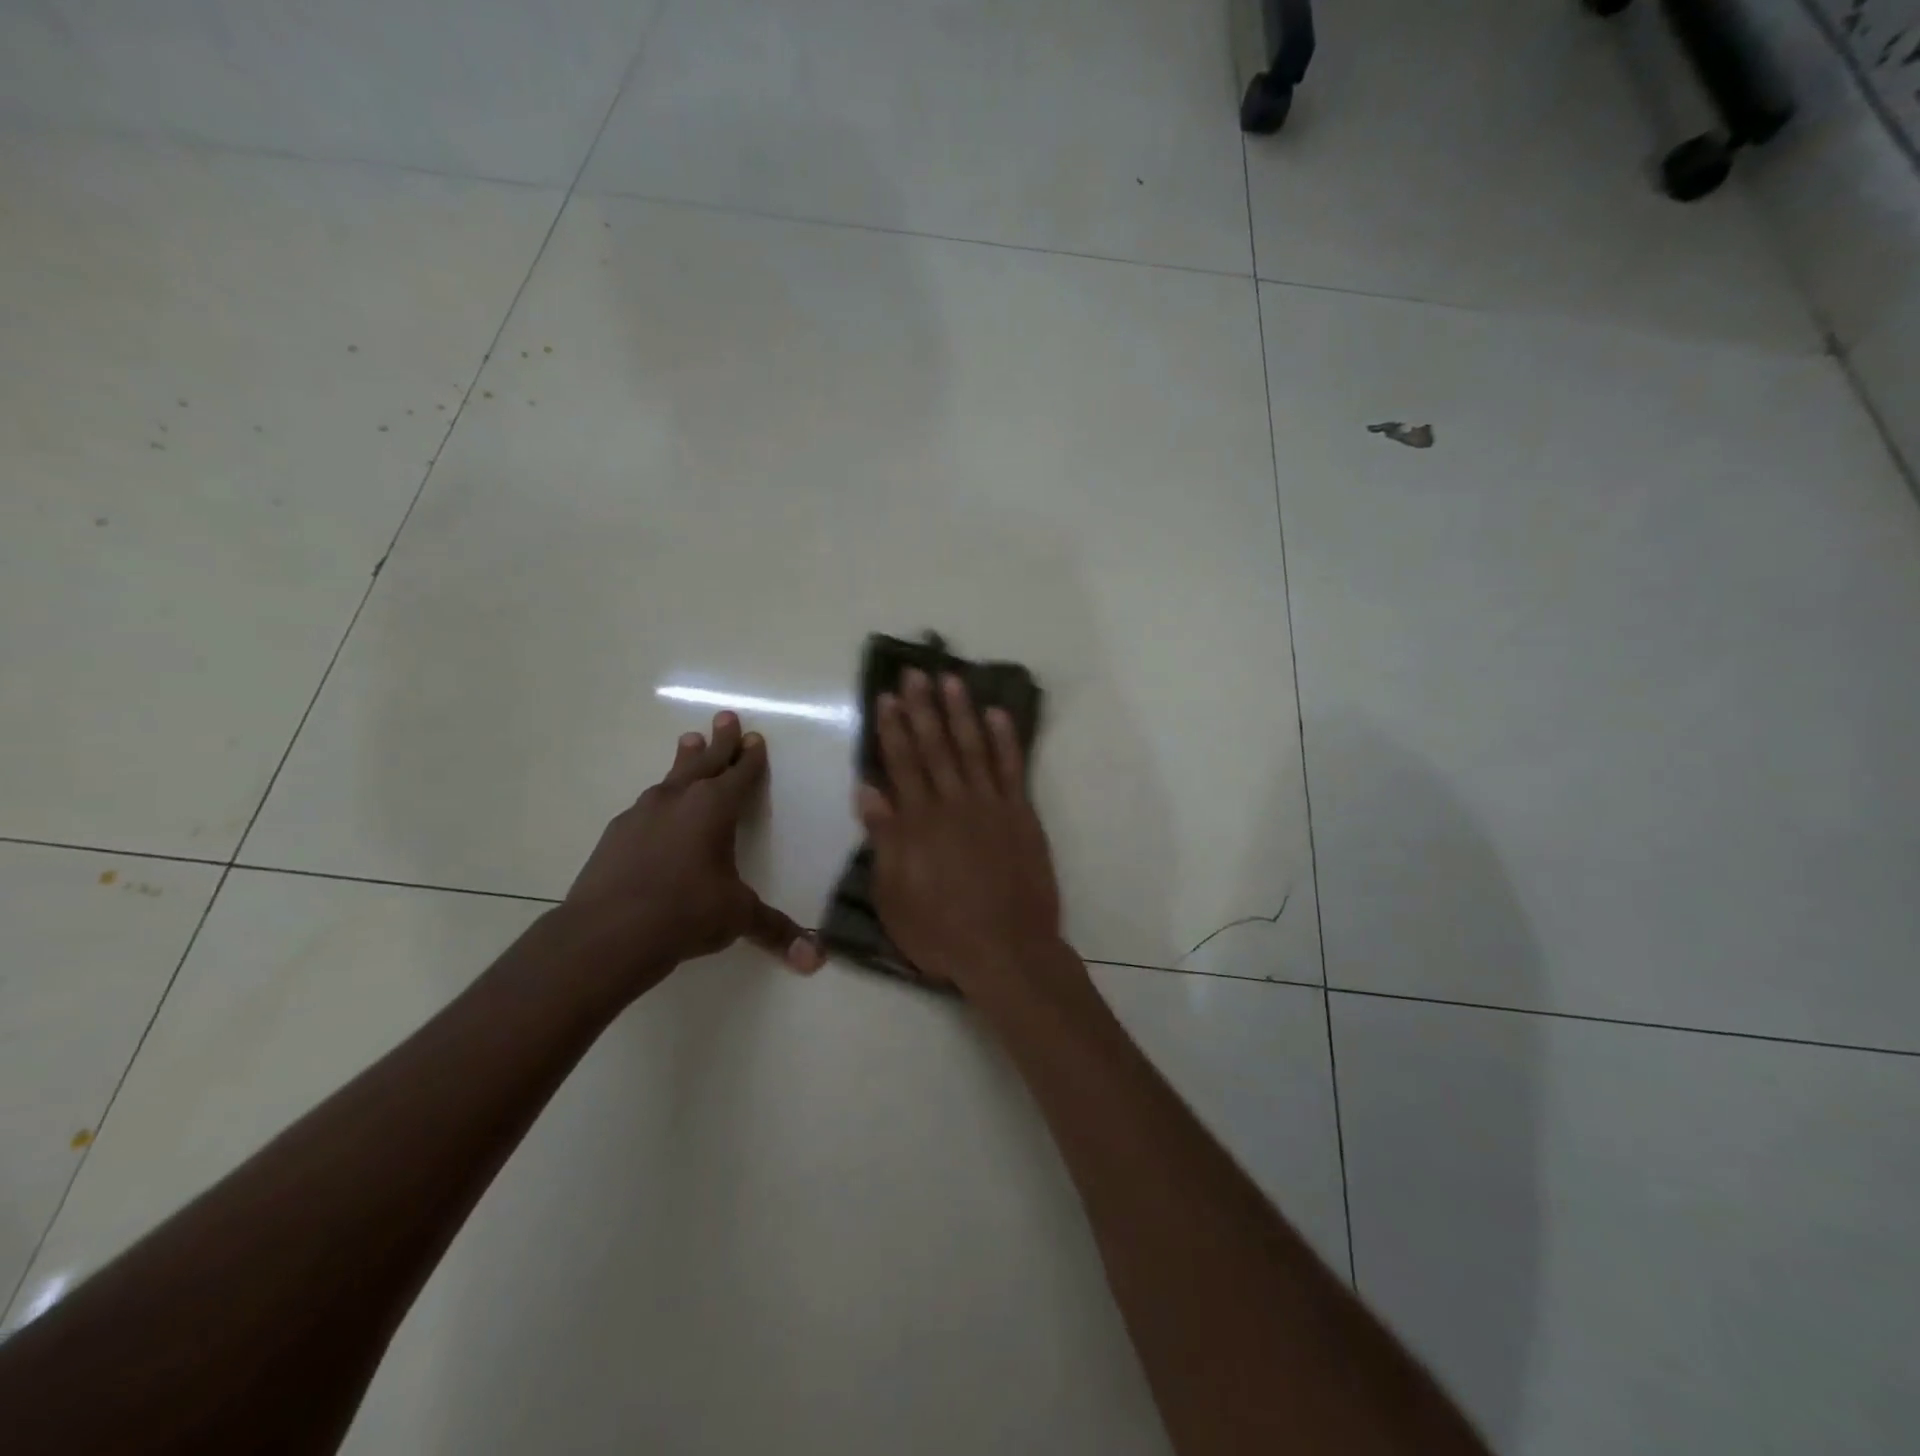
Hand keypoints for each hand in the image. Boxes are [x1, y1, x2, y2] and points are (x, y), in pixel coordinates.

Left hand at [565, 711, 821, 992]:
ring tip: (688, 741)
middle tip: (725, 716)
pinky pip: (647, 806)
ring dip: (685, 760)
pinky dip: (660, 799)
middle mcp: (679, 800)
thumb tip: (816, 960)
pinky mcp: (616, 834)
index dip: (751, 757)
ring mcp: (643, 814)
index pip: (740, 774)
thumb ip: (776, 931)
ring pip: (671, 777)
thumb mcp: (737, 918)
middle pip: (705, 761)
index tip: (755, 737)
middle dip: (720, 740)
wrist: (605, 934)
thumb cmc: (684, 914)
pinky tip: (656, 808)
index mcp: (715, 809)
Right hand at [857, 670, 1073, 998]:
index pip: (902, 763)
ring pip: (973, 747)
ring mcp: (991, 805)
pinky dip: (1005, 739)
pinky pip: (1012, 768)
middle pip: (935, 745)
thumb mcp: (894, 894)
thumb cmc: (941, 931)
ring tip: (952, 680)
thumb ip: (884, 839)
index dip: (893, 728)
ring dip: (961, 711)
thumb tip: (868, 790)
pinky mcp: (1021, 815)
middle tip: (915, 672)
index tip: (887, 697)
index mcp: (918, 821)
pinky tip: (998, 714)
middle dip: (923, 707)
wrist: (1006, 950)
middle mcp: (953, 803)